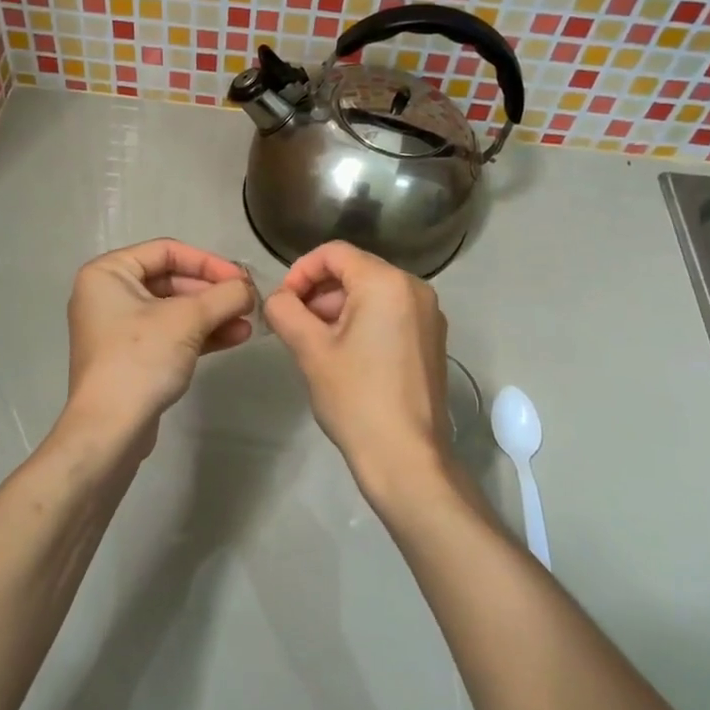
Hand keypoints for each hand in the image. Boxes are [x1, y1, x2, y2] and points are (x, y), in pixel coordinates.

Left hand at [60, 239, 255, 459]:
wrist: (110, 429)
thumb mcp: (187, 320)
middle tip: (247, 302)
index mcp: (108, 273)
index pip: (167, 251)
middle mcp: (108, 294)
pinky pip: (169, 334)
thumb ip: (223, 296)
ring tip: (248, 322)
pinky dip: (199, 334)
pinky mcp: (130, 356)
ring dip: (212, 314)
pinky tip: (234, 337)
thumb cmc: (141, 359)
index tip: (241, 279)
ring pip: (173, 310)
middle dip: (212, 292)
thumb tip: (248, 289)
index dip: (208, 262)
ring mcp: (118, 328)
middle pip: (171, 280)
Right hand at [263, 241, 453, 512]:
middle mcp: (414, 288)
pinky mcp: (431, 339)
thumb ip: (285, 310)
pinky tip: (344, 354)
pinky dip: (362, 321)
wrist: (406, 457)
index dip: (300, 271)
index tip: (282, 302)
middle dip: (318, 291)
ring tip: (314, 342)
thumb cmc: (355, 397)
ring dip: (337, 307)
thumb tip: (278, 298)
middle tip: (293, 324)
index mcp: (386, 282)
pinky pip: (390, 312)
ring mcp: (429, 314)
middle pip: (354, 270)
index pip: (334, 253)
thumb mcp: (310, 349)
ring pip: (371, 292)